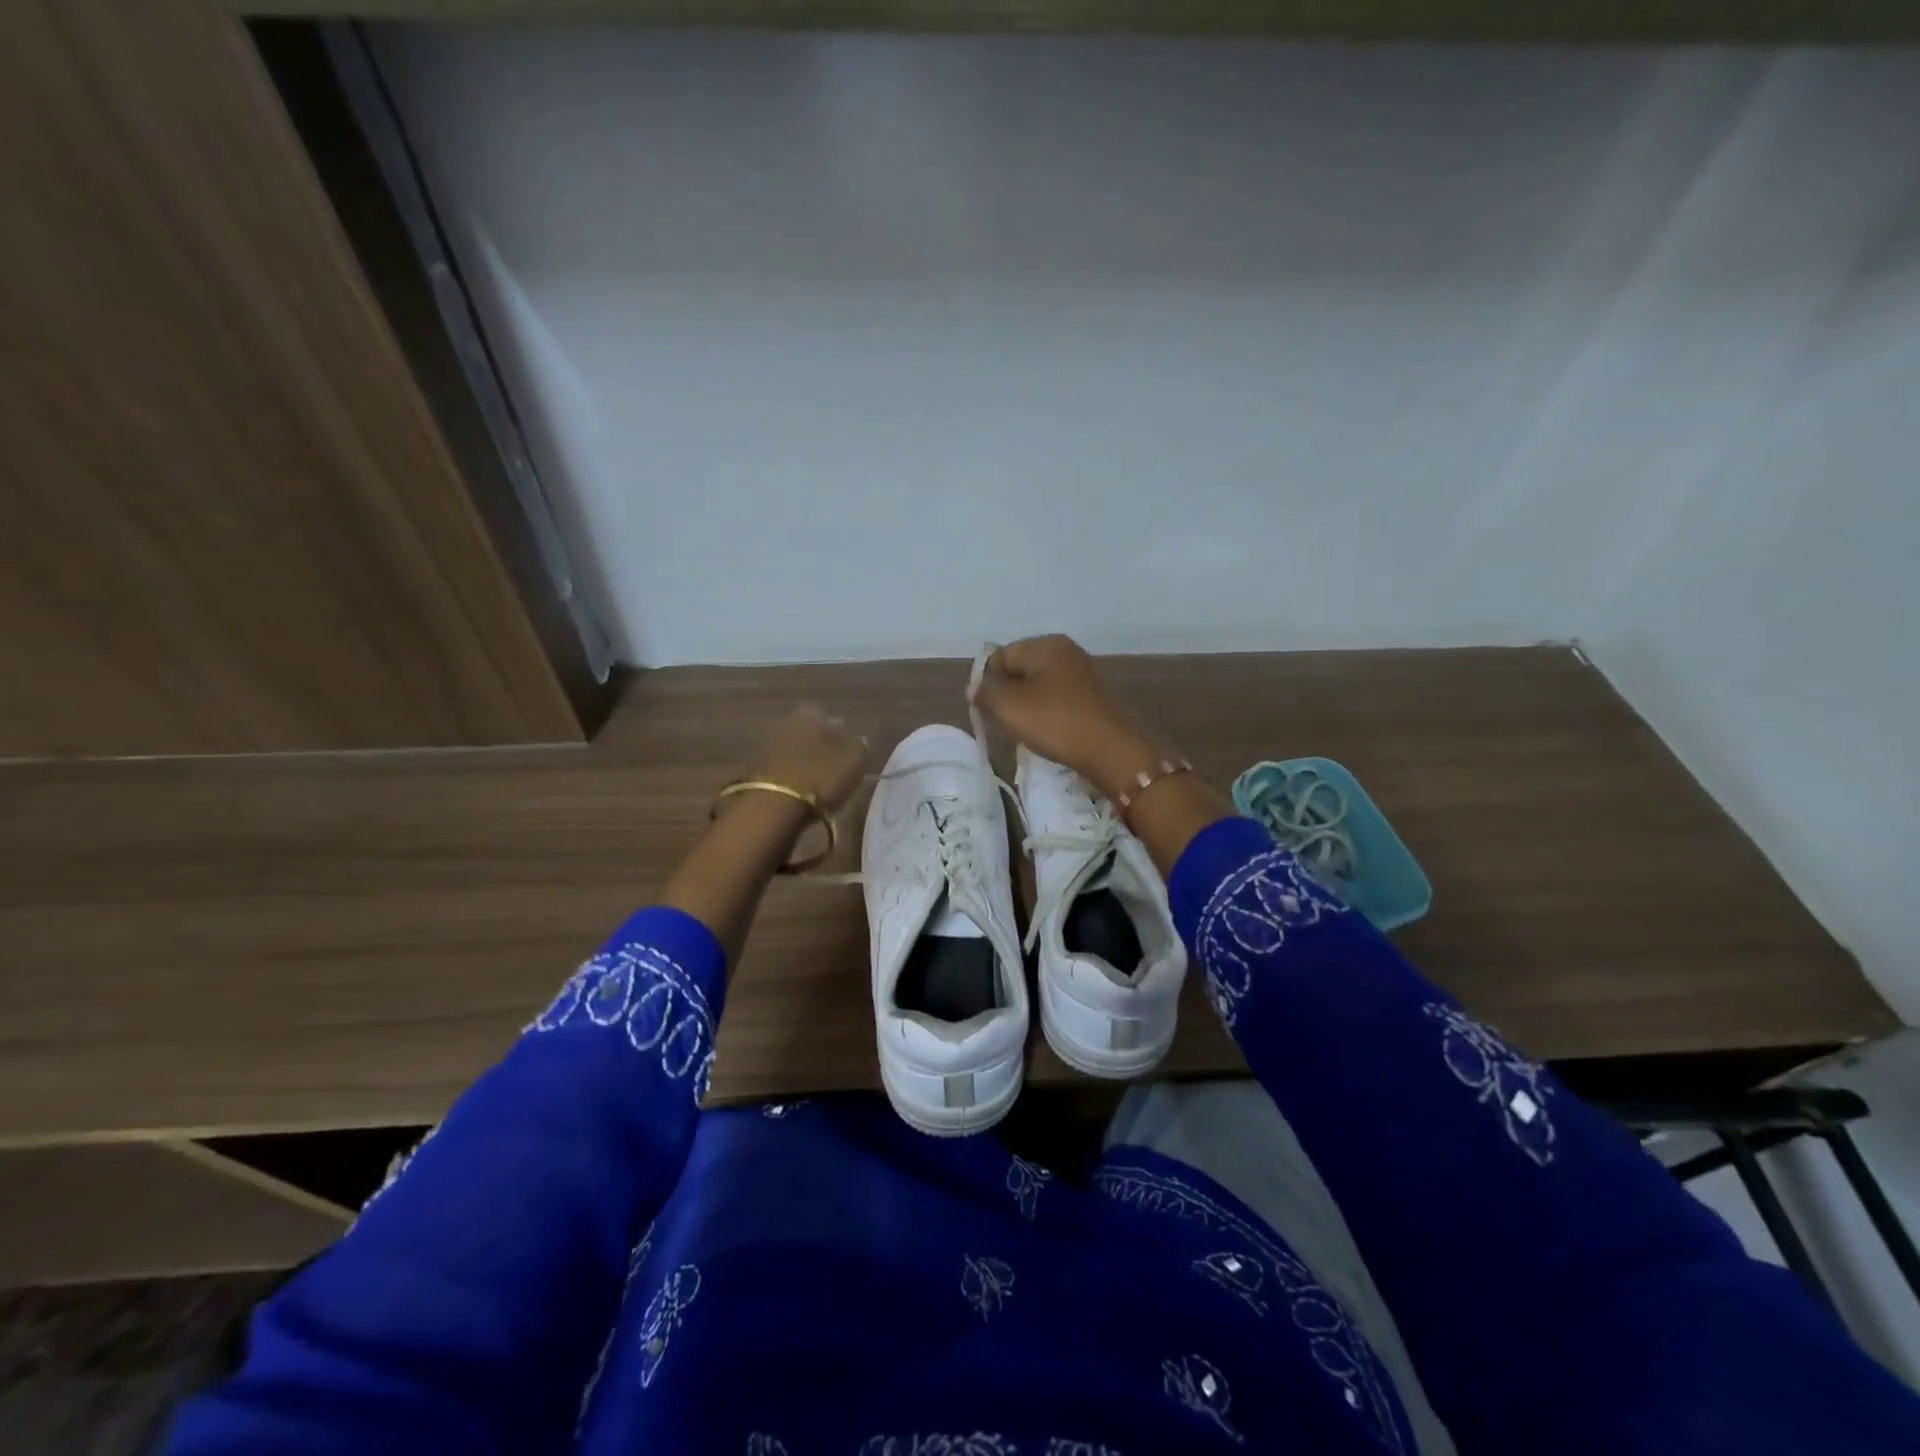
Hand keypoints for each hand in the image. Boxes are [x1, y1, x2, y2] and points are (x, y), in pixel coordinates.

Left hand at [748, 703, 866, 814]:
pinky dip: (791, 780)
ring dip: (804, 765)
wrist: (774, 807)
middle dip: (820, 748)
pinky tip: (801, 796)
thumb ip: (858, 744)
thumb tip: (855, 739)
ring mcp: (765, 746)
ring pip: (794, 751)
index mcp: (809, 711)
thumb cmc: (821, 775)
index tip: (848, 755)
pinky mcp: (754, 771)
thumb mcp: (855, 758)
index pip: (829, 715)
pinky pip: (781, 771)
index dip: (841, 735)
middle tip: (834, 771)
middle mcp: (784, 720)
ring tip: (819, 787)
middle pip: (808, 732)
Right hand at [971, 635, 1159, 800]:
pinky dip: (1043, 714)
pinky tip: (1045, 732)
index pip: (1000, 656)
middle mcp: (1065, 652)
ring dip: (1024, 707)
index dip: (987, 682)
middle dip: (1006, 695)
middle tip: (1005, 721)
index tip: (985, 710)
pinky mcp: (1088, 697)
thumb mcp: (1010, 705)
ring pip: (1035, 687)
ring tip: (1025, 730)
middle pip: (1018, 670)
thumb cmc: (1055, 722)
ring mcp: (1080, 674)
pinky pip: (1053, 699)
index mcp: (1046, 644)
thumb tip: (976, 687)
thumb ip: (986, 691)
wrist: (1110, 751)